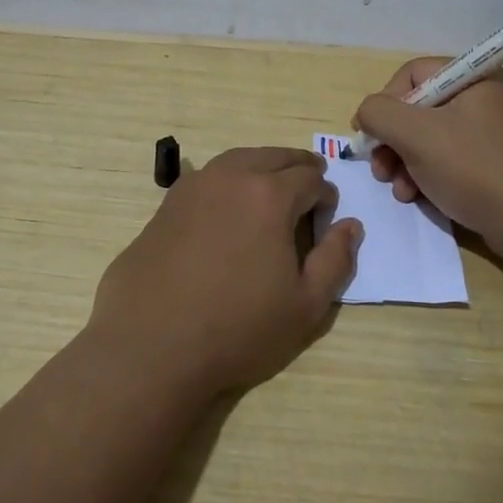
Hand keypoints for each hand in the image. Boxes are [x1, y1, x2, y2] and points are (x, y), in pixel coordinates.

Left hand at [92, 147, 362, 394]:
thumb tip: (351, 225)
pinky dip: (228, 182)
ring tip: (270, 193)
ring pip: (238, 160)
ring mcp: (193, 186)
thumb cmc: (237, 329)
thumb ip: (336, 260)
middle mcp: (231, 176)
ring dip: (261, 169)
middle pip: (275, 156)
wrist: (151, 345)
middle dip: (297, 169)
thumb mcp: (305, 306)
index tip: (326, 218)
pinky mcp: (166, 203)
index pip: (311, 177)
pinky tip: (227, 210)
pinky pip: (208, 178)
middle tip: (307, 190)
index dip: (326, 195)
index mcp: (270, 195)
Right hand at [353, 59, 502, 261]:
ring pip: (430, 138)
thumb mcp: (416, 135)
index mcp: (473, 78)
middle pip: (419, 109)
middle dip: (392, 140)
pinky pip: (450, 160)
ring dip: (405, 163)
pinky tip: (418, 197)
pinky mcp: (495, 164)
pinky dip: (428, 176)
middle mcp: (484, 98)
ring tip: (400, 190)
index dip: (385, 102)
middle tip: (380, 169)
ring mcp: (492, 133)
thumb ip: (379, 113)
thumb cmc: (475, 169)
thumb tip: (367, 113)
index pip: (412, 74)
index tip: (371, 135)